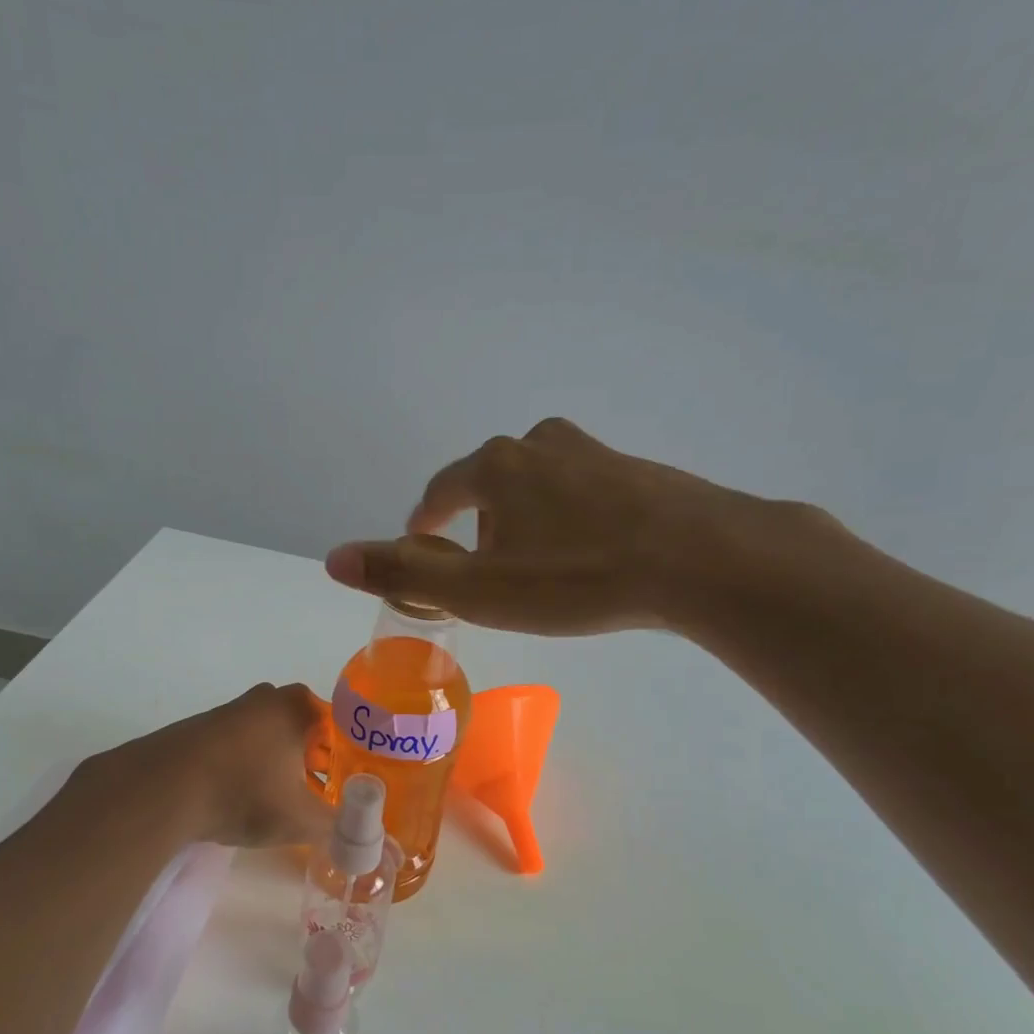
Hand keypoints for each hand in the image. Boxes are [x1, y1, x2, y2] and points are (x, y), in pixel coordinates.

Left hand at [74, 683, 332, 848]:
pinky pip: (236, 744)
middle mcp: (265, 699)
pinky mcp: (198, 728)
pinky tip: (237, 796)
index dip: (345, 756)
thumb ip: (340, 830)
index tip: (344, 785)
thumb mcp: (301, 819)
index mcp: (297, 707)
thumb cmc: (244, 793)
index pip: (338, 723)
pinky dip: (244, 765)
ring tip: (275, 800)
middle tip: (314, 792)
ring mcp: (228, 710)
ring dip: (276, 763)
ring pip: (267, 735)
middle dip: (311, 759)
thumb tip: (375, 846)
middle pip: (302, 727)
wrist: (162, 788)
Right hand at [324, 418, 822, 637]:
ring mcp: (594, 453)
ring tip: (535, 567)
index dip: (426, 519)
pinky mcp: (637, 472)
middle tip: (484, 571)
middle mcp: (540, 445)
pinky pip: (582, 493)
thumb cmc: (576, 578)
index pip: (443, 488)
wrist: (701, 560)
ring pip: (538, 485)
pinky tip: (587, 555)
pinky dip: (569, 520)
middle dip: (478, 524)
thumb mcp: (480, 589)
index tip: (421, 541)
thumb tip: (332, 558)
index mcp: (496, 466)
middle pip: (490, 484)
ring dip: (524, 520)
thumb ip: (404, 573)